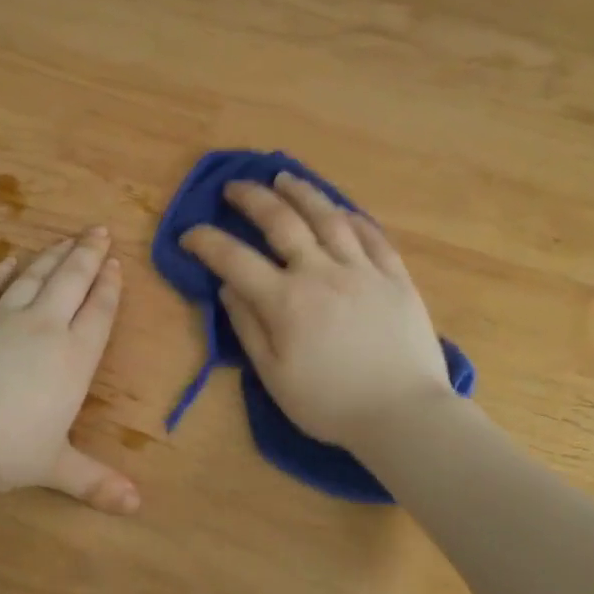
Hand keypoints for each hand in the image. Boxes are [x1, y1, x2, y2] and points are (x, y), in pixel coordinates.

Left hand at [0, 227, 139, 513]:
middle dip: (87, 255)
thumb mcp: (54, 467)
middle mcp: (43, 328)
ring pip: (33, 277)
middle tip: (98, 230)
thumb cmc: (4, 448)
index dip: (109, 287)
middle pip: (70, 282)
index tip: (116, 262)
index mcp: (73, 358)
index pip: (98, 313)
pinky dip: (0, 271)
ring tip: (65, 239)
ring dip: (51, 256)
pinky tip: (8, 260)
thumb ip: (94, 481)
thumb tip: (136, 506)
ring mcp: (0, 318)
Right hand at [179, 172, 452, 447]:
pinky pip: (373, 236)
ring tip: (285, 178)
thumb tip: (227, 288)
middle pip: (282, 221)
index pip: (234, 259)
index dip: (206, 242)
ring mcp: (363, 270)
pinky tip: (342, 210)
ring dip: (302, 193)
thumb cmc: (331, 405)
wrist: (404, 415)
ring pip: (329, 217)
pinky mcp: (396, 277)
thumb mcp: (275, 376)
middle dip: (252, 199)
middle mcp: (321, 272)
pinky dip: (352, 218)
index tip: (189, 234)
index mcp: (286, 301)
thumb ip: (248, 328)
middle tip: (235, 187)